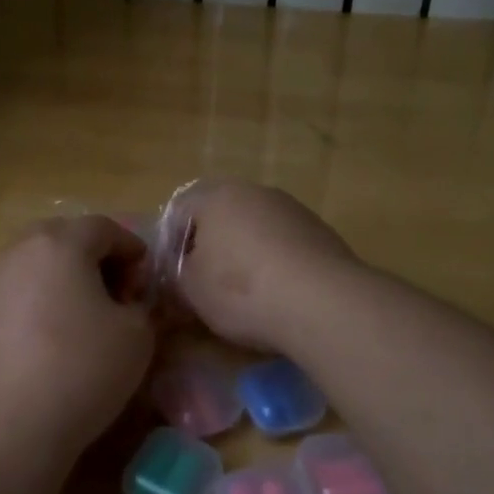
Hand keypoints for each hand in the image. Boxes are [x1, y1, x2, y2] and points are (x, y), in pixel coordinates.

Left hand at [0, 216, 155, 470]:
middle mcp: (18, 250)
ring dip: (61, 281)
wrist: (2, 432)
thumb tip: (129, 302)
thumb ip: (142, 306)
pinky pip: (12, 294)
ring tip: (79, 320)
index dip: (132, 250)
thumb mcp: (137, 337)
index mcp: (60, 243)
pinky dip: (34, 304)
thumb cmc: (79, 372)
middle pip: (64, 238)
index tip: (144, 284)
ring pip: (34, 265)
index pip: (104, 228)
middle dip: (94, 260)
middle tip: (114, 297)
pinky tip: (46, 343)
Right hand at [171, 181, 357, 350]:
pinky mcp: (319, 231)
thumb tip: (178, 273)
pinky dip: (275, 262)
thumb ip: (176, 275)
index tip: (174, 278)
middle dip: (210, 246)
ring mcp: (291, 208)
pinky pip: (284, 243)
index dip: (171, 245)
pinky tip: (278, 293)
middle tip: (206, 284)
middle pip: (220, 215)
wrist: (323, 302)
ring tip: (245, 293)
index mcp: (216, 196)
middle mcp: (254, 191)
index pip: (180, 210)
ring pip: (255, 227)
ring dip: (245, 253)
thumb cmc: (242, 290)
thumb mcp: (191, 290)